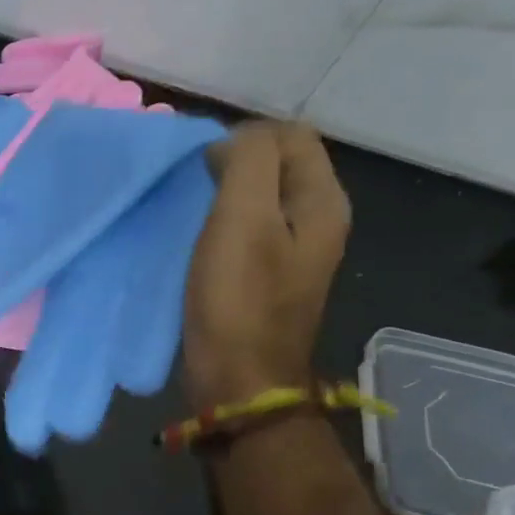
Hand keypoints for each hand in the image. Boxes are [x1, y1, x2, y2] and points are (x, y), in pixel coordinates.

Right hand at [183, 121, 350, 407]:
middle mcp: (317, 217)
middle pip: (278, 161)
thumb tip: (236, 141)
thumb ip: (249, 162)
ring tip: (192, 207)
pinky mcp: (267, 270)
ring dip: (225, 190)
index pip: (291, 134)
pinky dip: (222, 218)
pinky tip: (198, 235)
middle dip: (235, 161)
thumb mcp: (243, 219)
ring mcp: (294, 246)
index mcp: (322, 200)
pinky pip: (247, 223)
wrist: (239, 380)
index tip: (206, 170)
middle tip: (195, 187)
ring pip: (260, 192)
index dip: (245, 138)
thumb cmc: (239, 299)